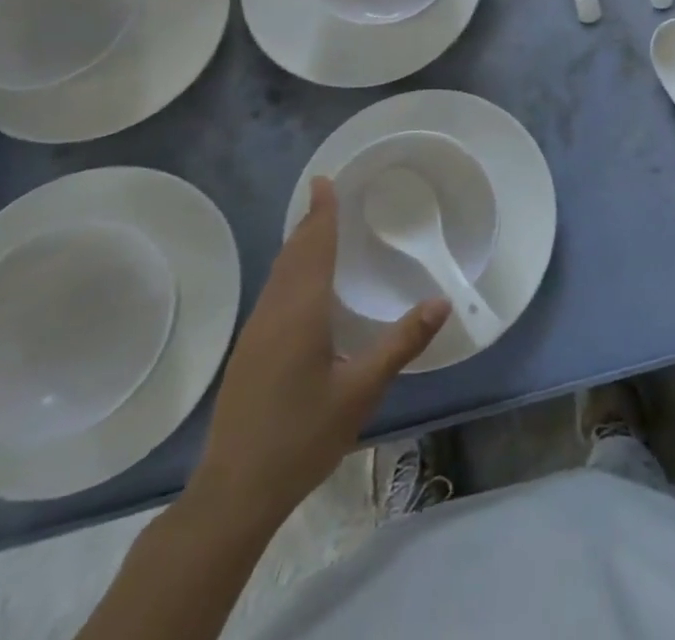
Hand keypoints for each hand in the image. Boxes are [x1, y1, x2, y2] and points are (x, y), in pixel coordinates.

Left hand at [189, 177, 447, 527]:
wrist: (232, 494)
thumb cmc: (301, 437)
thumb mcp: (360, 392)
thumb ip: (401, 343)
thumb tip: (441, 302)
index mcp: (300, 312)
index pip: (313, 247)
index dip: (321, 212)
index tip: (324, 179)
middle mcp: (274, 313)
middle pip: (292, 254)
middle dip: (310, 222)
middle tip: (328, 195)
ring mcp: (255, 334)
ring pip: (278, 274)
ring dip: (298, 245)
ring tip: (317, 228)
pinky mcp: (248, 354)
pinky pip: (273, 293)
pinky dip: (290, 270)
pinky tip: (301, 286)